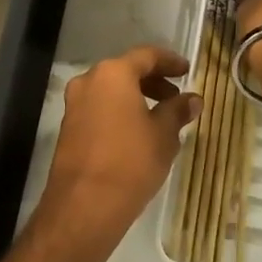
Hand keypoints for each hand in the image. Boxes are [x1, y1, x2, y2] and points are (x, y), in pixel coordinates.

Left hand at [33, 46, 199, 256]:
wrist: (84, 205)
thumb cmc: (131, 162)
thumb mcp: (164, 135)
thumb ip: (178, 111)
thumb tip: (192, 99)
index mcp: (113, 74)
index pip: (146, 56)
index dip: (170, 61)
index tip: (187, 71)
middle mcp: (89, 81)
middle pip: (125, 71)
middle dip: (153, 81)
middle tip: (176, 97)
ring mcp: (74, 104)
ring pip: (111, 91)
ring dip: (136, 98)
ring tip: (161, 118)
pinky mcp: (69, 128)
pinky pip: (99, 109)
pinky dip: (120, 112)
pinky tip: (138, 133)